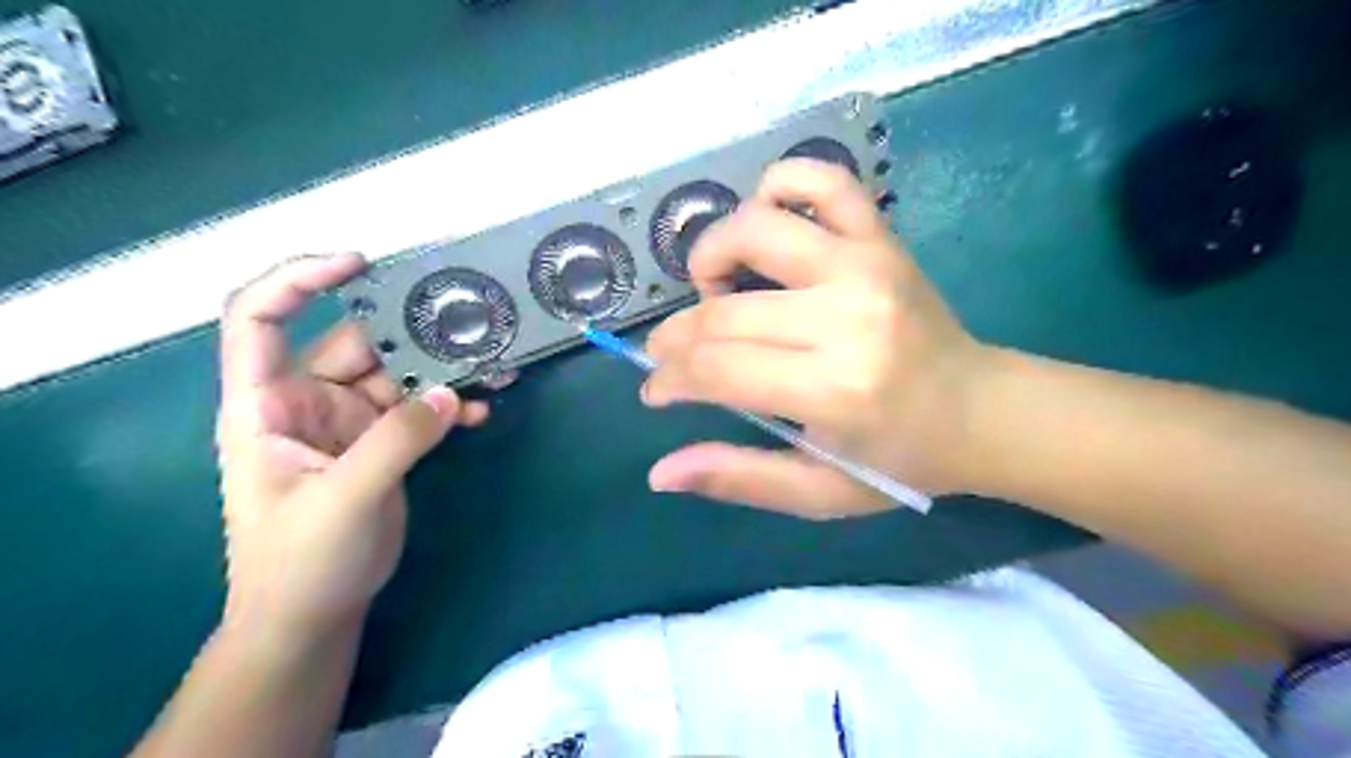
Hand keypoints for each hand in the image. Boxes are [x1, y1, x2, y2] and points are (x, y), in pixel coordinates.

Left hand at [220, 255, 495, 639]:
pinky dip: (450, 406)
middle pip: (358, 344)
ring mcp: (349, 422)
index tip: (358, 264)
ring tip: (493, 368)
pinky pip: (420, 409)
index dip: (298, 280)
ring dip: (443, 371)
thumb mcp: (344, 498)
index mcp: (266, 405)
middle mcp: (307, 402)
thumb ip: (397, 441)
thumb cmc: (300, 560)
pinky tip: (483, 411)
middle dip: (412, 334)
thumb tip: (451, 393)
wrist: (314, 614)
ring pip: (399, 374)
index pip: (260, 319)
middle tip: (470, 328)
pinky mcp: (382, 443)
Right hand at [641, 161, 994, 521]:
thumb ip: (738, 479)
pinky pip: (822, 180)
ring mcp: (866, 264)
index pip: (716, 369)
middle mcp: (846, 316)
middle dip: (675, 337)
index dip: (670, 378)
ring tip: (714, 291)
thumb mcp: (818, 492)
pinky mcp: (881, 238)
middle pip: (723, 311)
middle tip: (669, 356)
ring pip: (754, 228)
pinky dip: (779, 184)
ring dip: (711, 255)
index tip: (657, 390)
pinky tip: (765, 222)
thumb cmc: (899, 460)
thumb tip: (659, 473)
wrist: (981, 411)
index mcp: (833, 390)